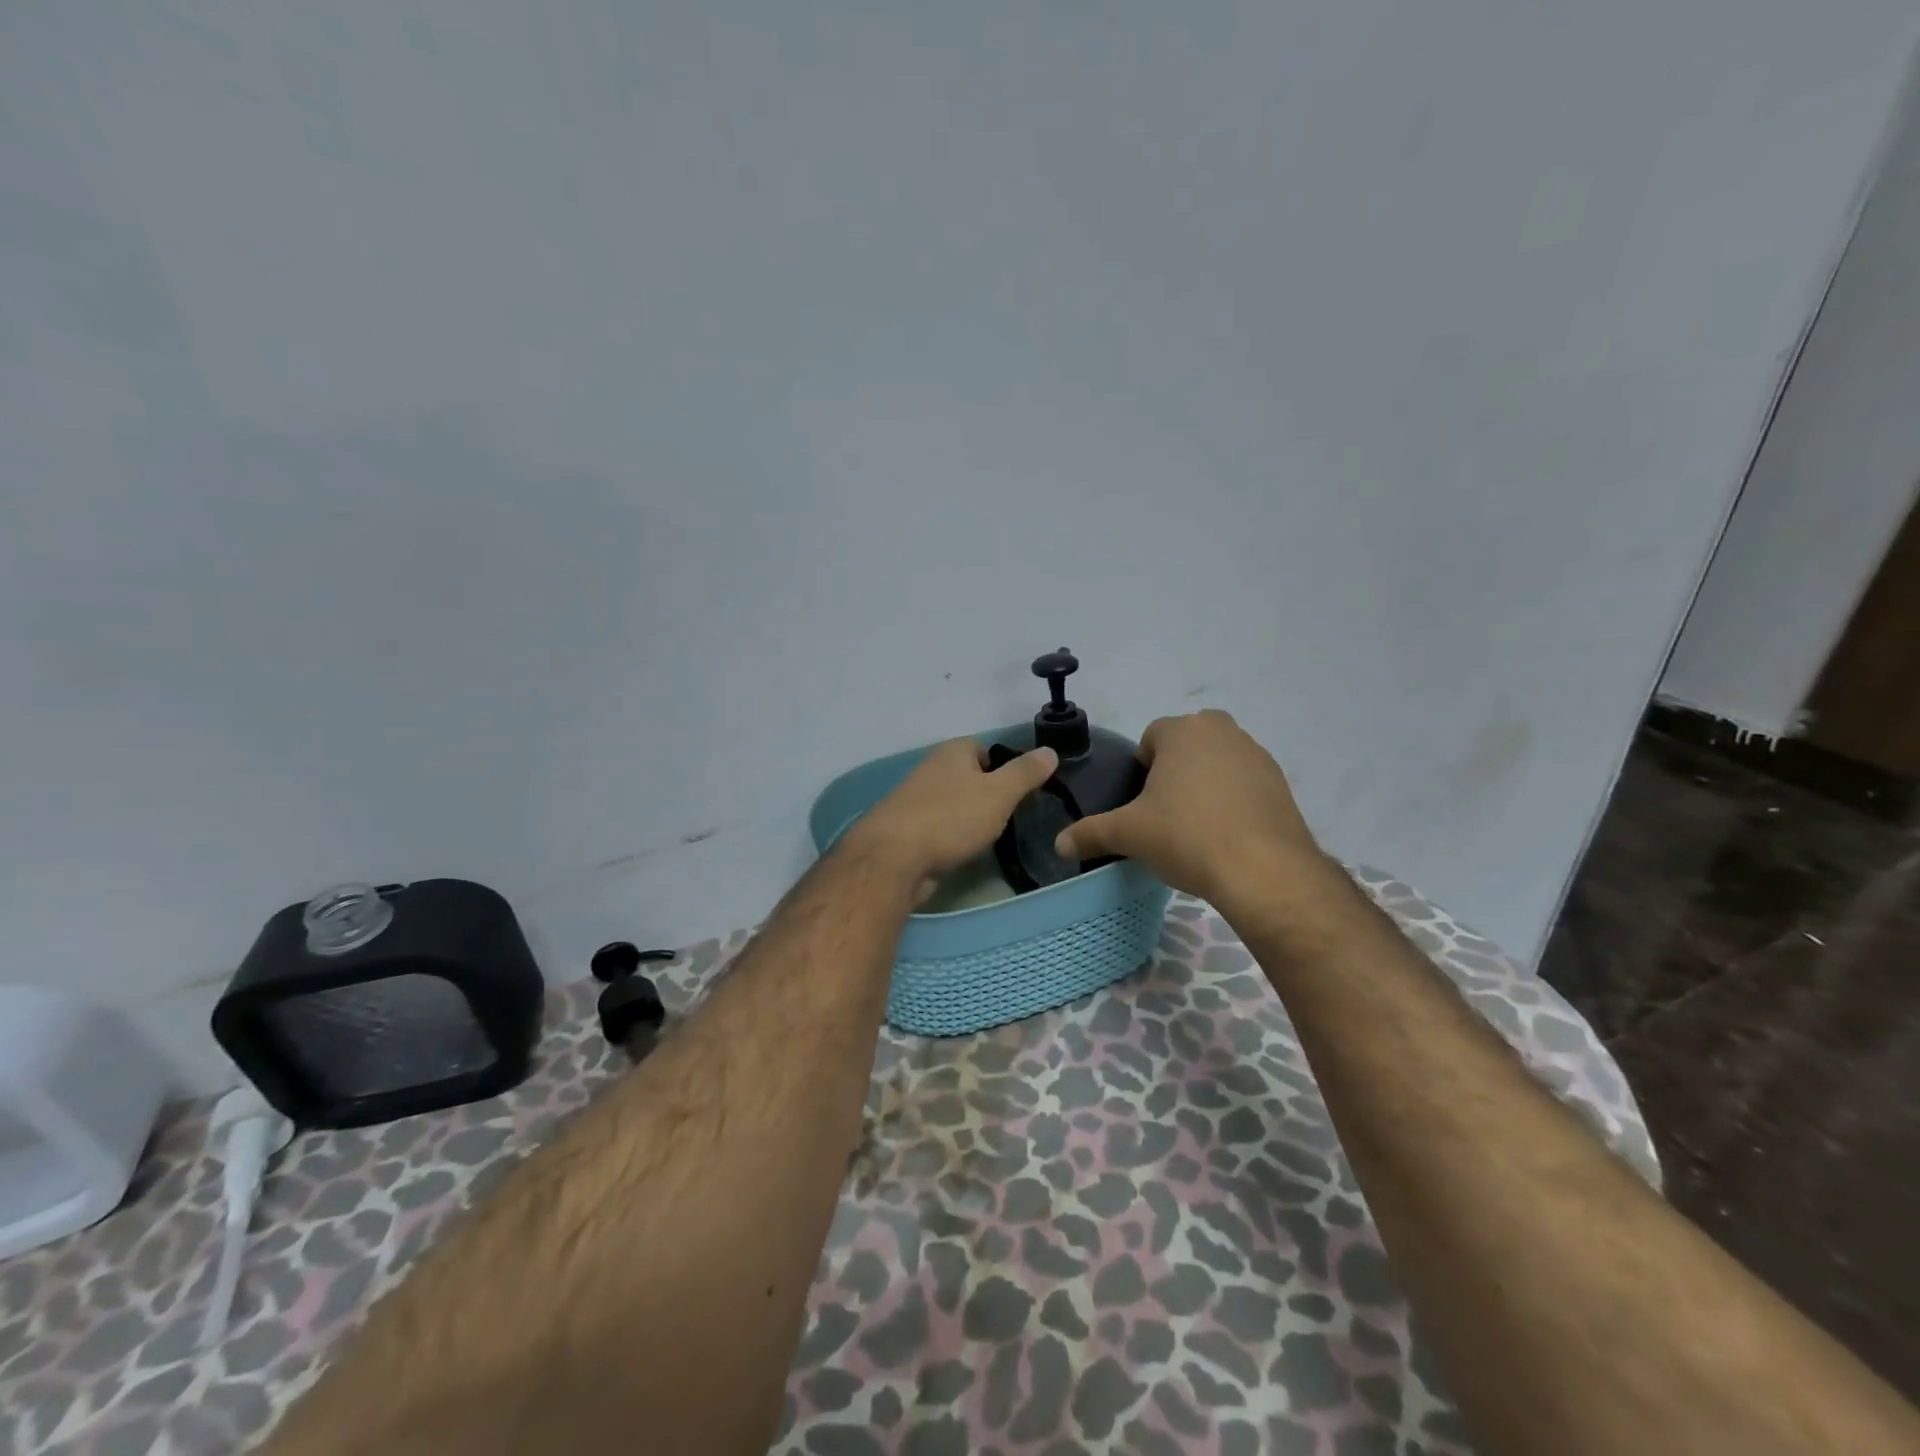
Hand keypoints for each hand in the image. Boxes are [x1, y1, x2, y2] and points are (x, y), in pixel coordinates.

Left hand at [840, 739, 1058, 901]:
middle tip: (1011, 816)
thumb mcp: (999, 793)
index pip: (986, 748)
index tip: (1022, 792)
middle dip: (988, 794)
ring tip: (990, 837)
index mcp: (952, 751)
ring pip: (953, 802)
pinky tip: (961, 851)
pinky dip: (951, 835)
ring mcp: (915, 799)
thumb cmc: (951, 818)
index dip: (1006, 767)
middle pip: (969, 776)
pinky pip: (939, 825)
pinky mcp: (906, 828)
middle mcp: (931, 768)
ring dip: (969, 816)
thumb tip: (1050, 750)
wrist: (893, 858)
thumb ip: (1025, 773)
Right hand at [1053, 709, 1338, 911]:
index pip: (1151, 737)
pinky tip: (1227, 835)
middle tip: (1165, 813)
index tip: (1142, 804)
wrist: (1265, 872)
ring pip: (1217, 762)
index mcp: (1184, 730)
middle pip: (1186, 745)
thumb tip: (1058, 844)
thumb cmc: (1188, 837)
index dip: (1141, 770)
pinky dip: (1233, 800)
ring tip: (1197, 827)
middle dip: (1174, 771)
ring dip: (1204, 783)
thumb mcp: (1129, 835)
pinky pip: (1244, 783)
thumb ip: (1090, 833)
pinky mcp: (1280, 783)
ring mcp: (1257, 755)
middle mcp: (1223, 731)